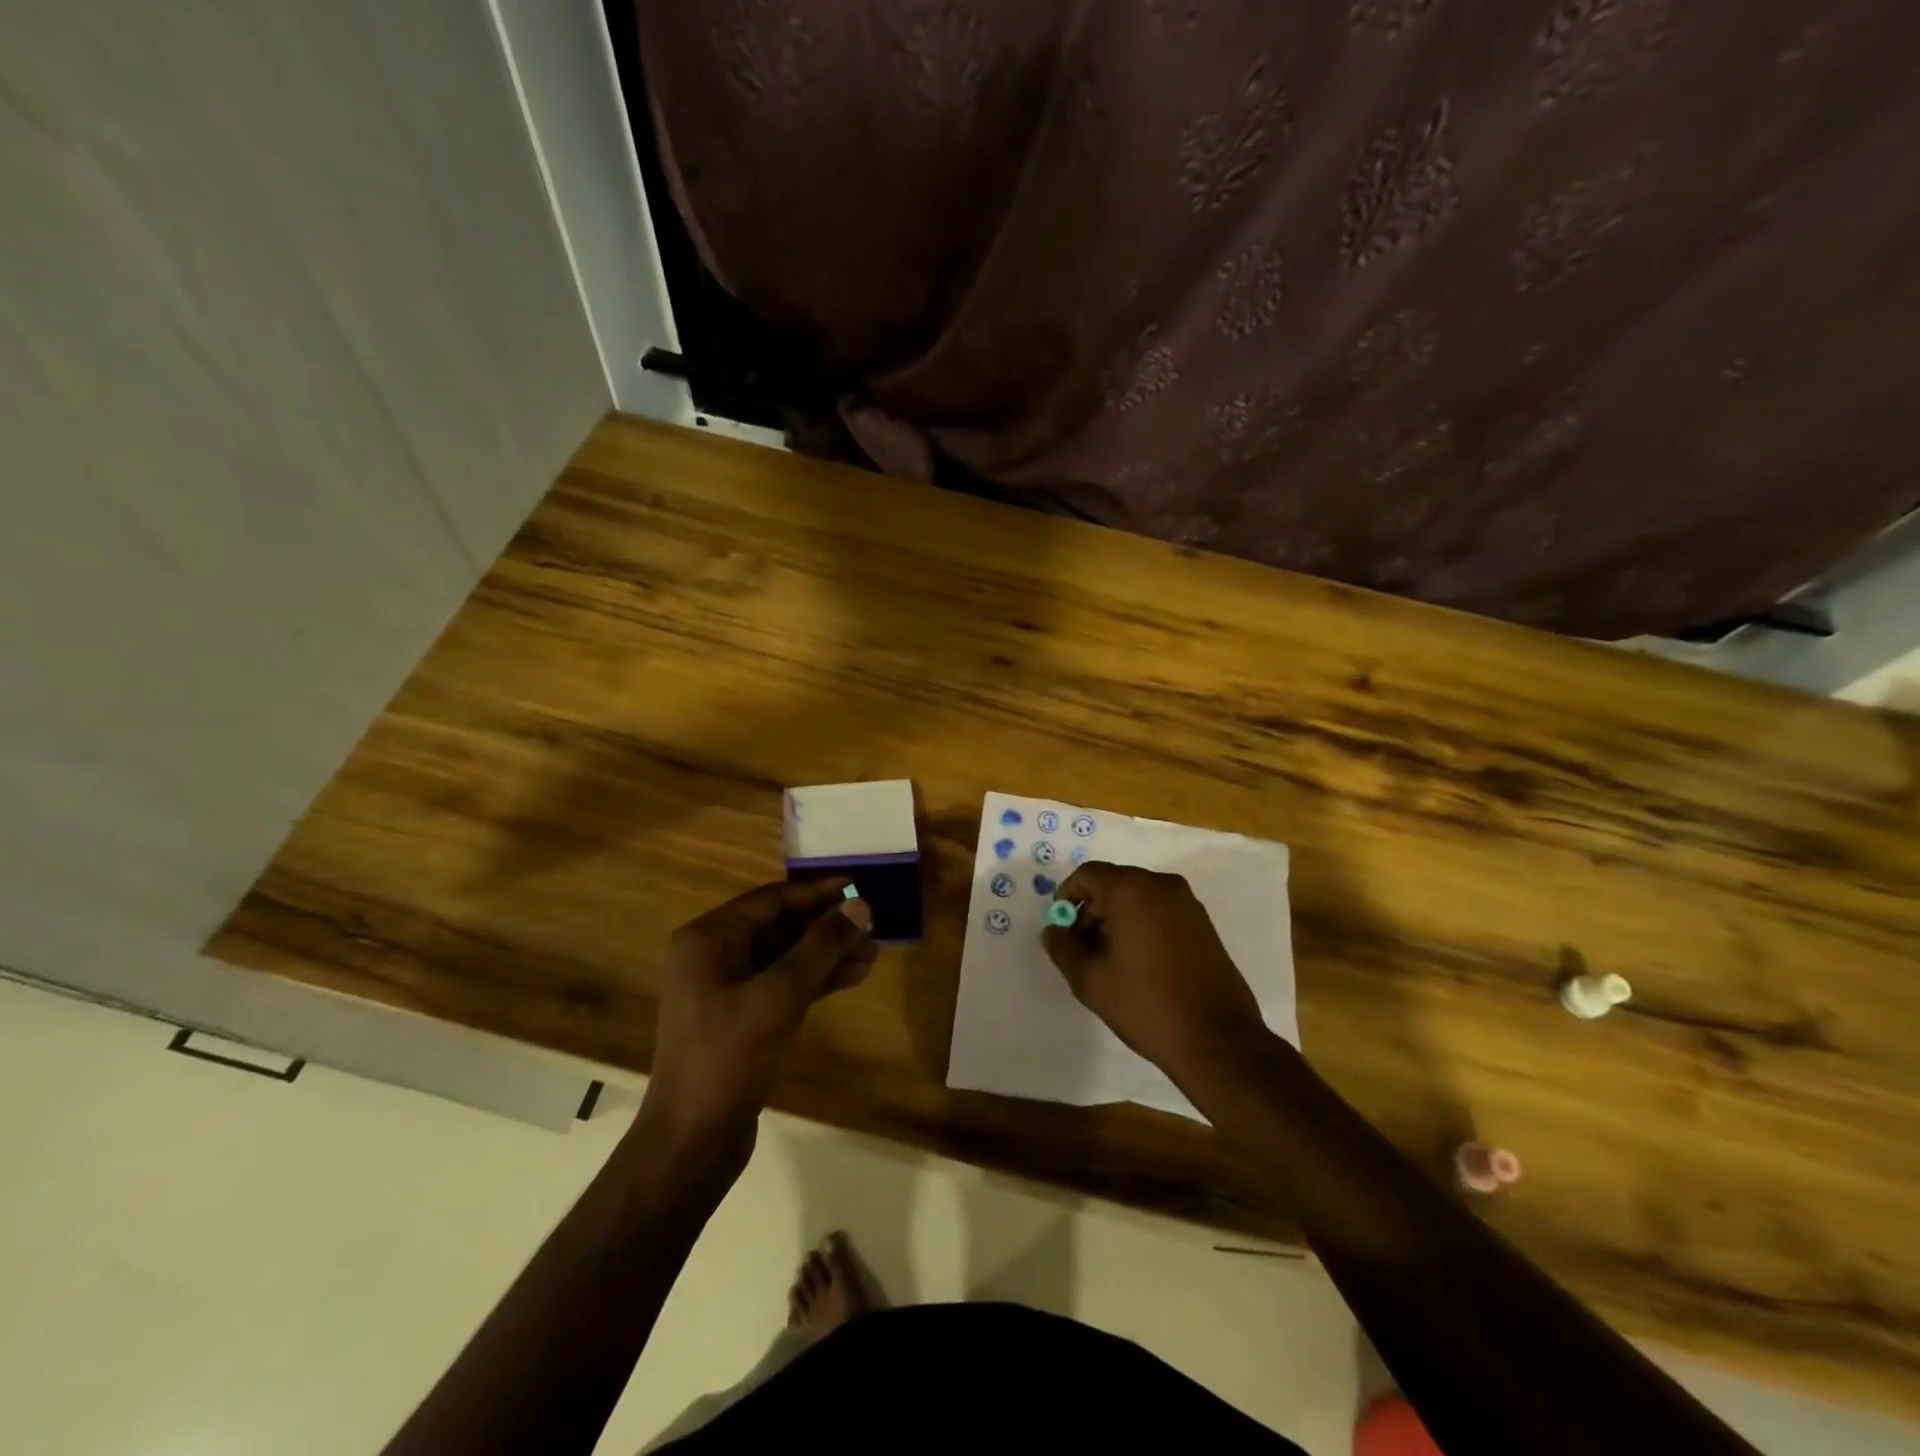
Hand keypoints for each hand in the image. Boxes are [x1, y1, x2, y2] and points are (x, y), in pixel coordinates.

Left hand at [642, 880, 875, 1166]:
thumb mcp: (781, 994)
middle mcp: (715, 955)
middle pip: (781, 926)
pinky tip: (853, 976)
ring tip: (873, 954)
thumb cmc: (730, 1055)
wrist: (693, 1140)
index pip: (772, 899)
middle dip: (827, 927)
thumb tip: (860, 905)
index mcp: (709, 938)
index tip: (859, 887)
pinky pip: (784, 984)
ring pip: (786, 957)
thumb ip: (822, 945)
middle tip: (873, 927)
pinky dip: (816, 979)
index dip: (818, 892)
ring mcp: (727, 988)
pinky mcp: (743, 1017)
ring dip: (828, 954)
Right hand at [1042, 862, 1265, 1084]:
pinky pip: (1160, 910)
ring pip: (1138, 896)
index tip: (1062, 928)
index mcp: (1131, 890)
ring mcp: (1187, 903)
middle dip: (1092, 909)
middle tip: (1081, 947)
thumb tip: (1053, 930)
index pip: (1088, 874)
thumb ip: (1063, 948)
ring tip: (1108, 959)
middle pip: (1114, 883)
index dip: (1067, 896)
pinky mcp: (1203, 923)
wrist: (1217, 1040)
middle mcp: (1161, 885)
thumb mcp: (1090, 980)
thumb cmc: (1146, 1005)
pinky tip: (1138, 962)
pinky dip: (1141, 924)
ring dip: (1116, 918)